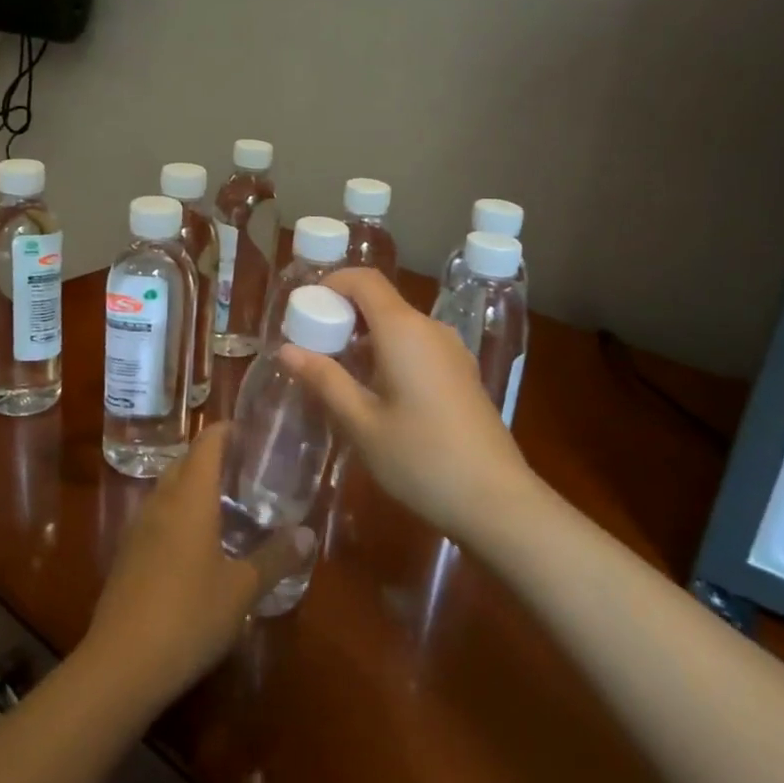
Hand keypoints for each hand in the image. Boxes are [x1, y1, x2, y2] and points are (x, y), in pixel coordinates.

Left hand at [82, 424, 302, 709]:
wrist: (121, 664)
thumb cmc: (189, 616)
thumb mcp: (242, 590)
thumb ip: (275, 558)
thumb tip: (308, 534)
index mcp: (190, 498)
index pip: (207, 444)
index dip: (226, 430)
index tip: (250, 430)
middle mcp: (161, 502)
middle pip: (184, 462)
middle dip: (211, 456)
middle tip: (246, 467)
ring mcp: (139, 528)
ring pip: (167, 489)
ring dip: (192, 484)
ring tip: (225, 500)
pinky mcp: (127, 554)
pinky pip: (157, 515)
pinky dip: (178, 512)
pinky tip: (196, 541)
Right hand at [279, 268, 542, 541]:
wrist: (497, 501)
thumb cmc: (420, 459)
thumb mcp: (361, 423)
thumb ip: (324, 380)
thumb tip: (286, 349)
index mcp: (404, 330)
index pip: (365, 280)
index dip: (332, 284)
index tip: (305, 310)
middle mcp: (431, 329)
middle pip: (381, 302)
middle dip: (343, 315)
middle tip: (312, 348)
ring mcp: (452, 352)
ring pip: (400, 326)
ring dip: (365, 338)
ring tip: (338, 374)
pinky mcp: (462, 374)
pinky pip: (417, 346)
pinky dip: (389, 353)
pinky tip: (376, 393)